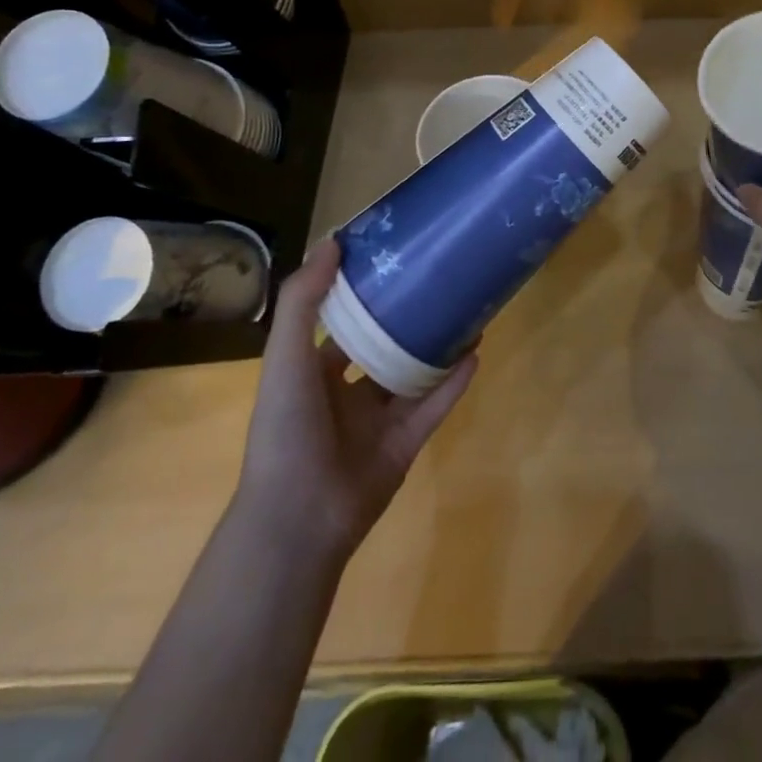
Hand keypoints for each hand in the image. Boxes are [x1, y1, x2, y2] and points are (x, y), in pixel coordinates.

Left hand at [237, 239, 476, 561]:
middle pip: (385, 346)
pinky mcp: (407, 445)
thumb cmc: (286, 429)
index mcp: (315, 373)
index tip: (393, 259)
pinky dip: (455, 381)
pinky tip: (476, 351)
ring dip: (439, 346)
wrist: (299, 519)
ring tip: (467, 310)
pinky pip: (435, 406)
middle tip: (440, 280)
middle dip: (409, 317)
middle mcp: (348, 394)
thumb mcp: (285, 357)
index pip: (343, 324)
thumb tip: (333, 242)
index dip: (365, 294)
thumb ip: (304, 301)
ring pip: (415, 374)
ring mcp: (380, 421)